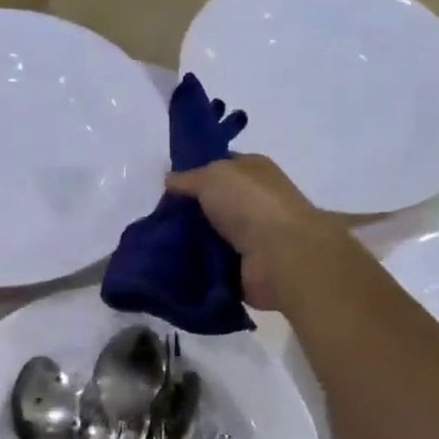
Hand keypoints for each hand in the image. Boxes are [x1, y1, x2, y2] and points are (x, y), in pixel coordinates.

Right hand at [166, 155, 349, 309]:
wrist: (280, 255)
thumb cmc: (250, 203)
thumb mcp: (213, 176)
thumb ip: (188, 178)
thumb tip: (170, 180)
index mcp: (253, 172)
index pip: (220, 168)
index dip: (194, 175)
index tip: (167, 188)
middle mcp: (254, 203)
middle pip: (212, 206)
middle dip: (186, 213)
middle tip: (157, 221)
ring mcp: (251, 239)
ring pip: (209, 238)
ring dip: (188, 244)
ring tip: (159, 247)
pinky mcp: (244, 270)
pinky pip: (212, 267)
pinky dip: (196, 269)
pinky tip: (173, 267)